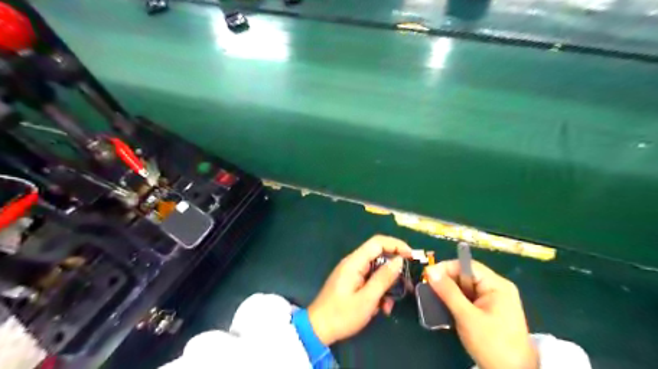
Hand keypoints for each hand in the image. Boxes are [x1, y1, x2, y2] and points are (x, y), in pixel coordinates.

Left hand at [309, 236, 409, 344]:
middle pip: (378, 256)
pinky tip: (381, 308)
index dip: (396, 245)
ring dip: (386, 285)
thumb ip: (384, 278)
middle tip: (406, 284)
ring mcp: (352, 272)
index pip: (378, 242)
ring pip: (376, 270)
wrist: (318, 329)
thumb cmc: (342, 314)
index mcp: (354, 262)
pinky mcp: (352, 282)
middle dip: (394, 270)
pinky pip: (370, 280)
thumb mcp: (367, 299)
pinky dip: (378, 291)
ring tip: (389, 305)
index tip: (411, 256)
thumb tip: (399, 260)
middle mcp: (353, 263)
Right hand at [427, 259, 539, 368]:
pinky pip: (468, 298)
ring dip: (449, 293)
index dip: (446, 268)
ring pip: (465, 287)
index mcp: (497, 285)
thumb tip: (430, 270)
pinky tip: (446, 308)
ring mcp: (494, 300)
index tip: (428, 276)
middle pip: (466, 275)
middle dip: (447, 281)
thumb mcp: (467, 317)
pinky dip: (456, 301)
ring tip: (434, 299)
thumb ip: (448, 292)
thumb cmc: (492, 345)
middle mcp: (496, 288)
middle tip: (429, 289)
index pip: (467, 266)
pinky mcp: (489, 311)